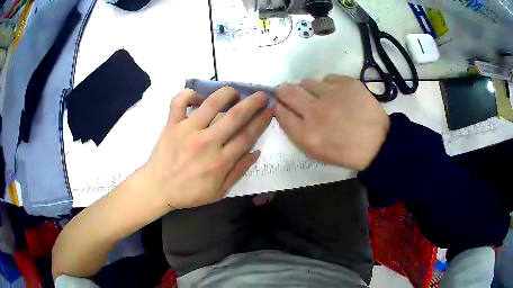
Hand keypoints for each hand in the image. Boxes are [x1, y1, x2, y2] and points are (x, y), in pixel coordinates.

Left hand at [143, 87, 271, 208]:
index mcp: (220, 161)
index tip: (270, 111)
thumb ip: (239, 171)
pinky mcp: (172, 124)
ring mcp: (187, 130)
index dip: (261, 121)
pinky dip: (190, 94)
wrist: (157, 188)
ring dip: (227, 93)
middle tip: (261, 95)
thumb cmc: (189, 192)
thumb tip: (256, 151)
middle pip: (235, 116)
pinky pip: (180, 101)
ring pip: (211, 103)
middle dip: (253, 102)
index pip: (247, 136)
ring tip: (234, 92)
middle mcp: (206, 142)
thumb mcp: (219, 191)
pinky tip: (199, 97)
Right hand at [275, 75, 388, 170]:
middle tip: (289, 92)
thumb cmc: (345, 151)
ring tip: (320, 96)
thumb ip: (296, 130)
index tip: (281, 104)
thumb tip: (284, 108)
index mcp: (306, 134)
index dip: (278, 105)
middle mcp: (315, 111)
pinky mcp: (347, 83)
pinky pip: (327, 78)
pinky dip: (328, 85)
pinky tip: (337, 94)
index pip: (280, 111)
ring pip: (307, 81)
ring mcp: (331, 94)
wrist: (377, 143)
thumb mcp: (315, 151)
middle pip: (287, 91)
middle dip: (284, 90)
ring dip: (308, 88)